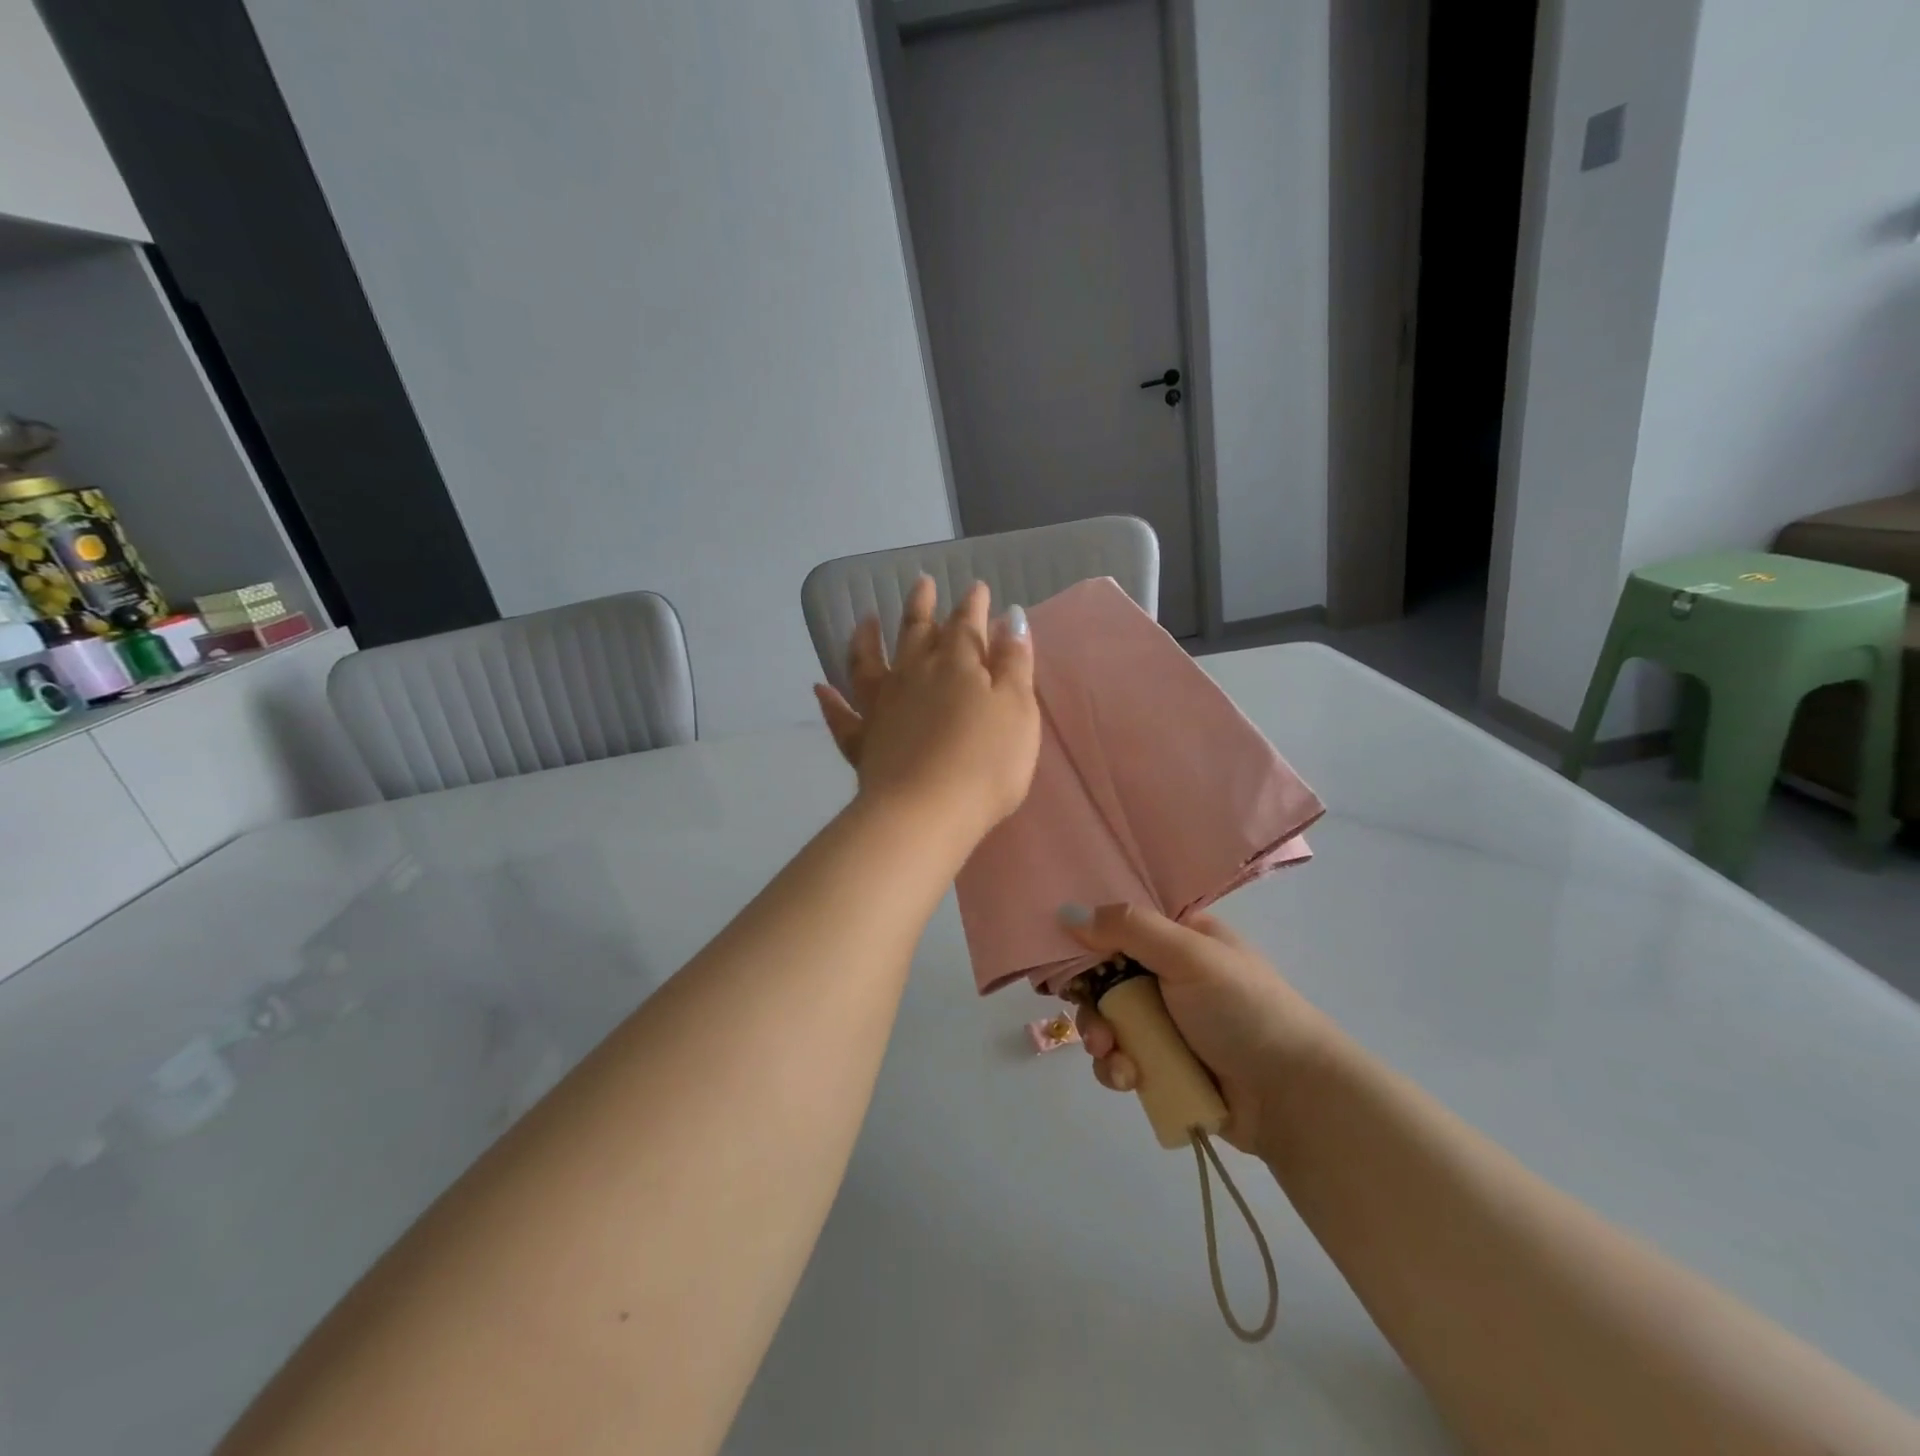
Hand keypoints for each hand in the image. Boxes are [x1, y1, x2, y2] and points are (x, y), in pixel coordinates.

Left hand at [813, 576, 1039, 849]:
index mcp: (957, 665)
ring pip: (869, 662)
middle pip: (916, 632)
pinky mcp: (863, 742)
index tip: (976, 587)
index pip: (966, 625)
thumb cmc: (985, 762)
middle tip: (920, 582)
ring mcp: (882, 707)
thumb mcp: (1018, 710)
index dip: (973, 605)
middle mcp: (914, 675)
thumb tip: (1009, 615)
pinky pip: (841, 717)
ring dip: (866, 638)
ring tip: (865, 618)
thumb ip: (1014, 662)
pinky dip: (829, 701)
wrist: (926, 812)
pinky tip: (819, 687)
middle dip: (921, 606)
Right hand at [1063, 903, 1334, 1155]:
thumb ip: (1128, 929)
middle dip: (1090, 1001)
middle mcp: (1168, 974)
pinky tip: (1129, 1079)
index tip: (1057, 957)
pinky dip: (1117, 1069)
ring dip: (1100, 1038)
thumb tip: (1066, 913)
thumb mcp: (1189, 955)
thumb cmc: (1243, 1009)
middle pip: (1104, 977)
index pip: (1118, 926)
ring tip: (1112, 1056)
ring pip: (1107, 1021)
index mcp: (1179, 937)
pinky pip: (1120, 1059)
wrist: (1292, 1097)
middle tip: (1093, 1021)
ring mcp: (1165, 1023)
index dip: (1086, 941)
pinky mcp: (1163, 1065)